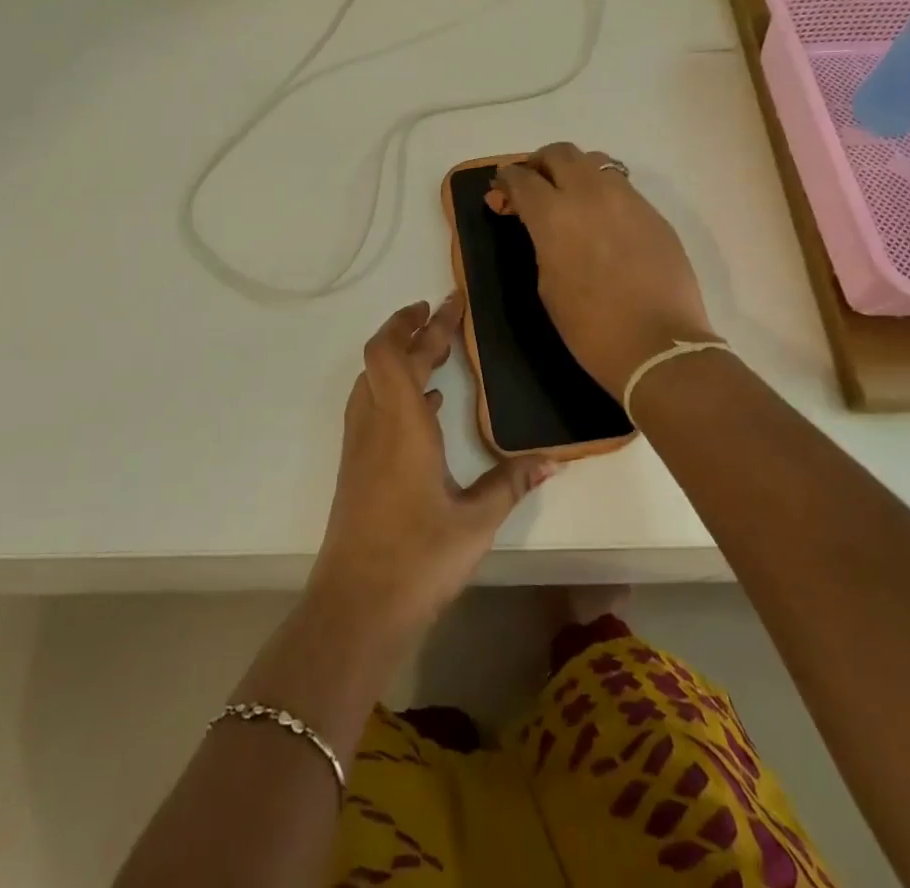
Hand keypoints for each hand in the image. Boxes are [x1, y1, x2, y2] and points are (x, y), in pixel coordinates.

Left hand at [308, 295, 555, 637]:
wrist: (355, 608)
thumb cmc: (417, 558)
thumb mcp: (475, 521)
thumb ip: (512, 483)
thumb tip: (553, 460)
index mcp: (400, 423)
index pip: (394, 351)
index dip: (414, 321)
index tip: (443, 303)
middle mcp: (374, 423)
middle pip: (384, 358)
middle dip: (414, 332)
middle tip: (446, 317)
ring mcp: (359, 445)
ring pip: (372, 380)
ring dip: (400, 358)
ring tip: (436, 353)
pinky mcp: (356, 466)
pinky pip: (372, 406)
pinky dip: (396, 390)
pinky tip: (426, 406)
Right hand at [490, 142, 717, 398]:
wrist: (659, 347)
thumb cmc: (590, 327)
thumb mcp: (547, 283)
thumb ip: (539, 240)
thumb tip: (536, 222)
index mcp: (554, 214)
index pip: (522, 178)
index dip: (506, 181)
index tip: (501, 193)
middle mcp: (590, 194)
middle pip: (559, 153)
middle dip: (539, 163)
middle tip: (532, 185)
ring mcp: (627, 199)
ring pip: (595, 162)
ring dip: (574, 170)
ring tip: (569, 196)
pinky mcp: (653, 213)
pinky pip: (622, 186)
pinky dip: (602, 191)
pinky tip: (602, 219)